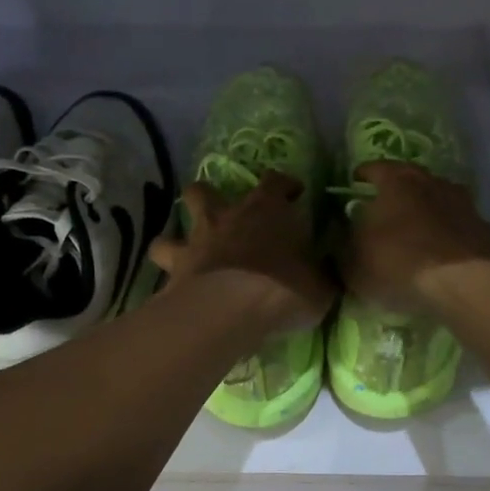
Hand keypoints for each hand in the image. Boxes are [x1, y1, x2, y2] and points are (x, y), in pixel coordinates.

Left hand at [150, 173, 334, 334]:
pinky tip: (173, 285)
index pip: (276, 181)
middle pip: (205, 190)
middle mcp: (226, 217)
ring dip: (178, 236)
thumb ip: (321, 275)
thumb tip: (326, 272)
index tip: (293, 193)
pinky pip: (162, 265)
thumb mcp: (320, 287)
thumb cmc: (283, 289)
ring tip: (186, 252)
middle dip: (210, 197)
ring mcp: (194, 241)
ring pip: (173, 224)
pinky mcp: (173, 270)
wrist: (231, 308)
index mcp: (267, 210)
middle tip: (221, 214)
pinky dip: (167, 272)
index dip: (284, 184)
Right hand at [340, 161, 489, 313]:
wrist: (463, 283)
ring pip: (440, 201)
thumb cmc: (398, 264)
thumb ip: (342, 246)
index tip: (356, 181)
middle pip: (412, 180)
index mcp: (397, 182)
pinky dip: (451, 236)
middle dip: (399, 192)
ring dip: (428, 212)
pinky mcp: (485, 230)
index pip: (375, 168)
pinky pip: (460, 228)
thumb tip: (340, 236)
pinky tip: (445, 253)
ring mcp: (464, 205)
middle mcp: (433, 183)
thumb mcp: (353, 264)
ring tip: (417, 231)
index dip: (363, 175)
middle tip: (386, 207)